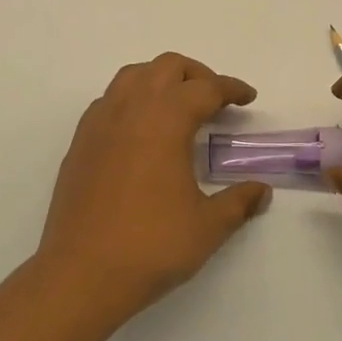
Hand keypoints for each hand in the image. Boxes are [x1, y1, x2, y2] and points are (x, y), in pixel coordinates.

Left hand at [37, 53, 270, 322]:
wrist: (81, 274)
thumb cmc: (150, 246)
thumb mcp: (207, 227)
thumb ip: (238, 202)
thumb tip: (261, 190)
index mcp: (166, 120)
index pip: (206, 88)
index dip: (231, 88)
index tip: (248, 97)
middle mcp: (131, 109)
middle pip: (167, 67)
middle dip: (197, 74)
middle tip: (215, 99)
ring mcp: (100, 122)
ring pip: (133, 75)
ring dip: (161, 78)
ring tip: (178, 105)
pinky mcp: (80, 141)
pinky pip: (109, 99)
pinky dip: (132, 99)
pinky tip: (140, 129)